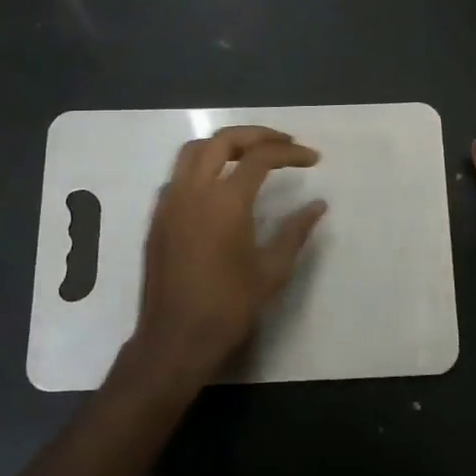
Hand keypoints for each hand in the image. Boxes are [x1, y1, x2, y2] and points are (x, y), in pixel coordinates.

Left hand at [114, 125, 326, 394]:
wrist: (175, 339)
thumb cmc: (228, 307)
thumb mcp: (272, 271)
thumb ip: (296, 231)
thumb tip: (318, 205)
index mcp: (225, 202)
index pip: (260, 157)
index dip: (290, 153)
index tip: (313, 159)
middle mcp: (193, 191)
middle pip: (223, 140)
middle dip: (257, 135)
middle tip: (285, 144)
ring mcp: (170, 202)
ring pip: (194, 150)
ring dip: (225, 144)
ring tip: (252, 155)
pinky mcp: (158, 217)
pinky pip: (179, 175)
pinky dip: (203, 166)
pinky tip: (220, 185)